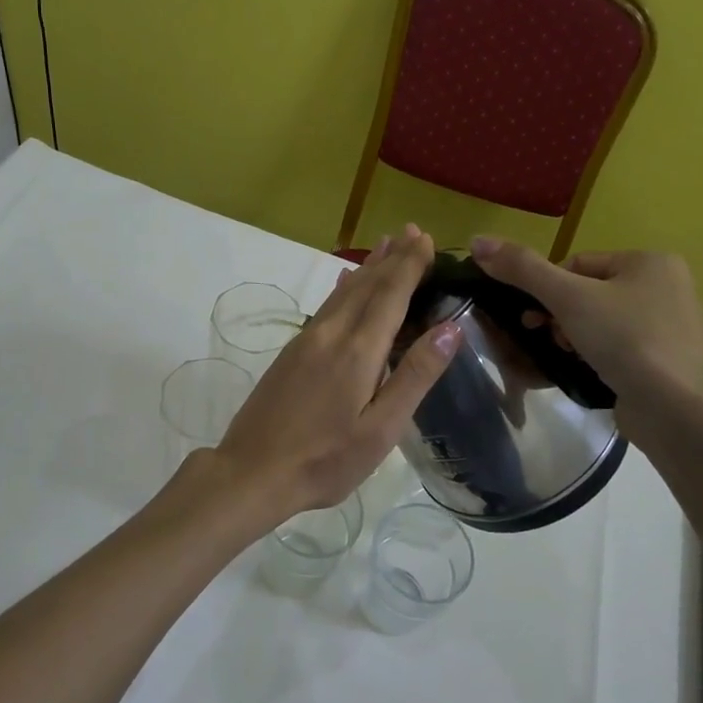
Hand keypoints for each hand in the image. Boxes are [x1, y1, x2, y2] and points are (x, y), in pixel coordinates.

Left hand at [206, 226, 460, 527]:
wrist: (252, 471)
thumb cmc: (325, 459)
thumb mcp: (381, 428)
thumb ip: (415, 376)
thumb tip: (450, 328)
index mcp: (358, 350)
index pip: (390, 294)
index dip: (409, 265)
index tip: (425, 239)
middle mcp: (331, 333)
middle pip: (366, 285)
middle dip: (391, 257)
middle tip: (410, 231)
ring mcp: (306, 340)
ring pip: (343, 292)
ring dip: (367, 267)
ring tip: (384, 245)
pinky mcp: (291, 351)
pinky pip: (326, 306)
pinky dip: (343, 287)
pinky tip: (345, 282)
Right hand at [469, 236, 702, 451]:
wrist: (682, 413)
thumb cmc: (628, 341)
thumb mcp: (568, 297)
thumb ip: (522, 268)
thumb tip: (477, 240)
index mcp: (649, 262)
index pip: (577, 264)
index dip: (547, 288)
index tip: (534, 316)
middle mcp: (665, 289)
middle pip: (586, 293)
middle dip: (558, 316)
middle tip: (546, 337)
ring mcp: (668, 329)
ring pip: (599, 324)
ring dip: (572, 338)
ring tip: (566, 357)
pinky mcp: (664, 364)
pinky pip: (615, 351)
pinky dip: (594, 359)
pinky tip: (584, 373)